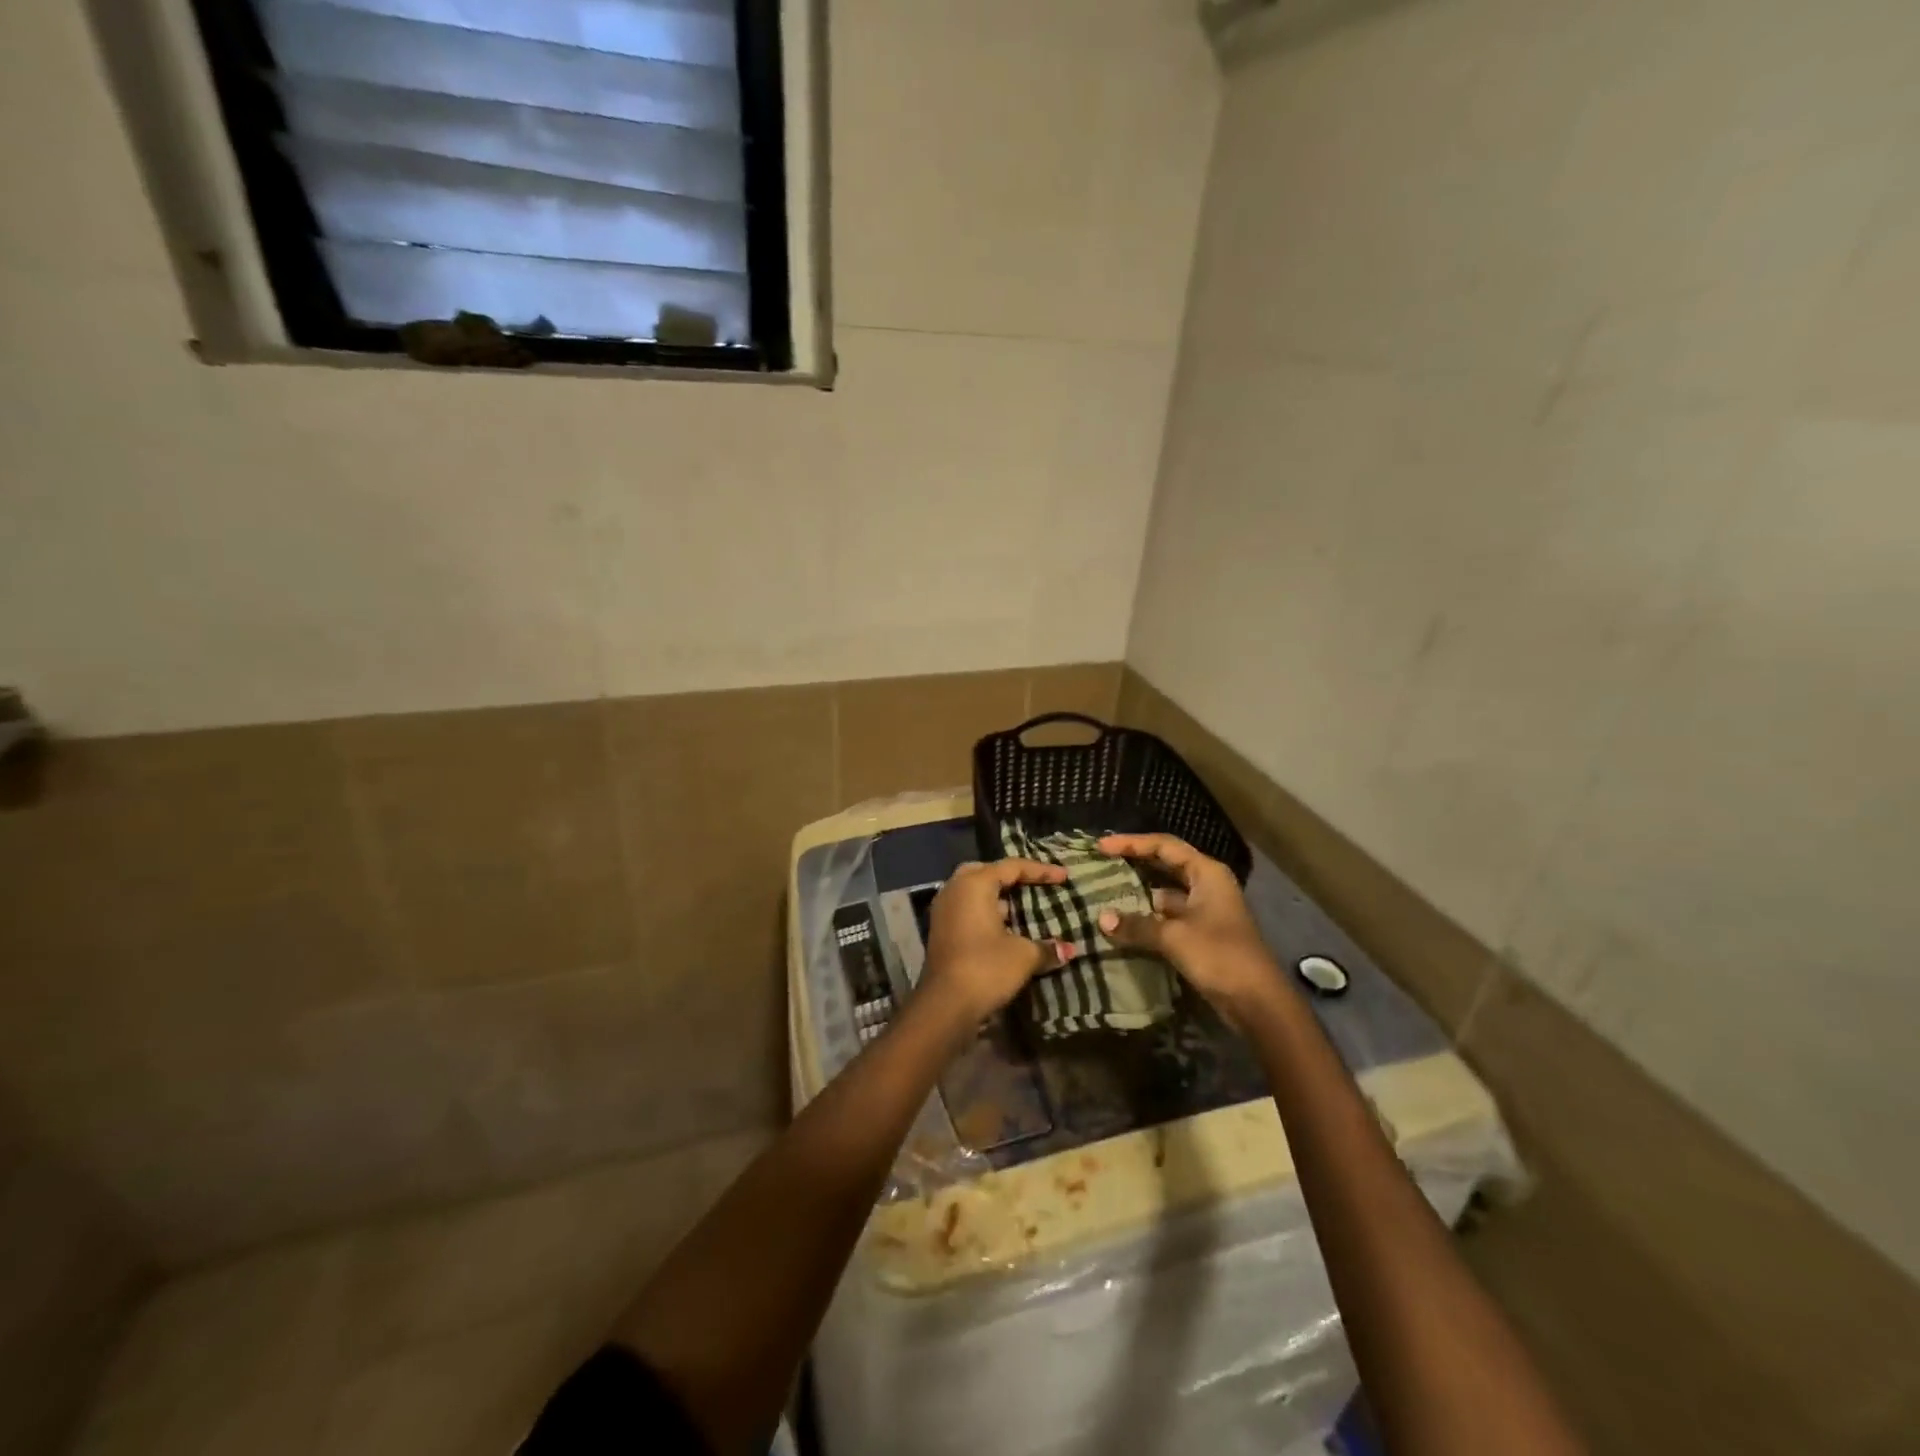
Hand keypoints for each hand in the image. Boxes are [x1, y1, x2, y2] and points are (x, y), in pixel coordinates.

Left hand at [921, 859, 1074, 1023]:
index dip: (1040, 871)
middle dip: (1012, 877)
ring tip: (1025, 907)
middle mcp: (955, 890)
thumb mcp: (1023, 956)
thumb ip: (1046, 947)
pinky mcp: (942, 931)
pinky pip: (968, 910)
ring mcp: (944, 911)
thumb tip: (1069, 950)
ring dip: (999, 897)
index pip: (1011, 867)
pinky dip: (988, 912)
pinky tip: (1007, 928)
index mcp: (974, 884)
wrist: (945, 1005)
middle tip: (1035, 885)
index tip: (1064, 878)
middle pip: (987, 872)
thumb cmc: (986, 968)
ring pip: (974, 892)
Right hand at [1095, 834, 1283, 1025]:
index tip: (1102, 846)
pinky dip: (1146, 917)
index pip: (1164, 846)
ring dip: (1138, 892)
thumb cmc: (1220, 956)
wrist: (1257, 1003)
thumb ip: (1137, 925)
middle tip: (1101, 862)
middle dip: (1134, 862)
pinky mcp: (1200, 934)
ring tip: (1105, 891)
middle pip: (1165, 864)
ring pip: (1164, 892)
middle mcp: (1207, 885)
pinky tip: (1123, 923)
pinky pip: (1167, 916)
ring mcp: (1205, 910)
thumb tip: (1101, 918)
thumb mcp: (1174, 937)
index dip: (1132, 843)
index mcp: (1207, 873)